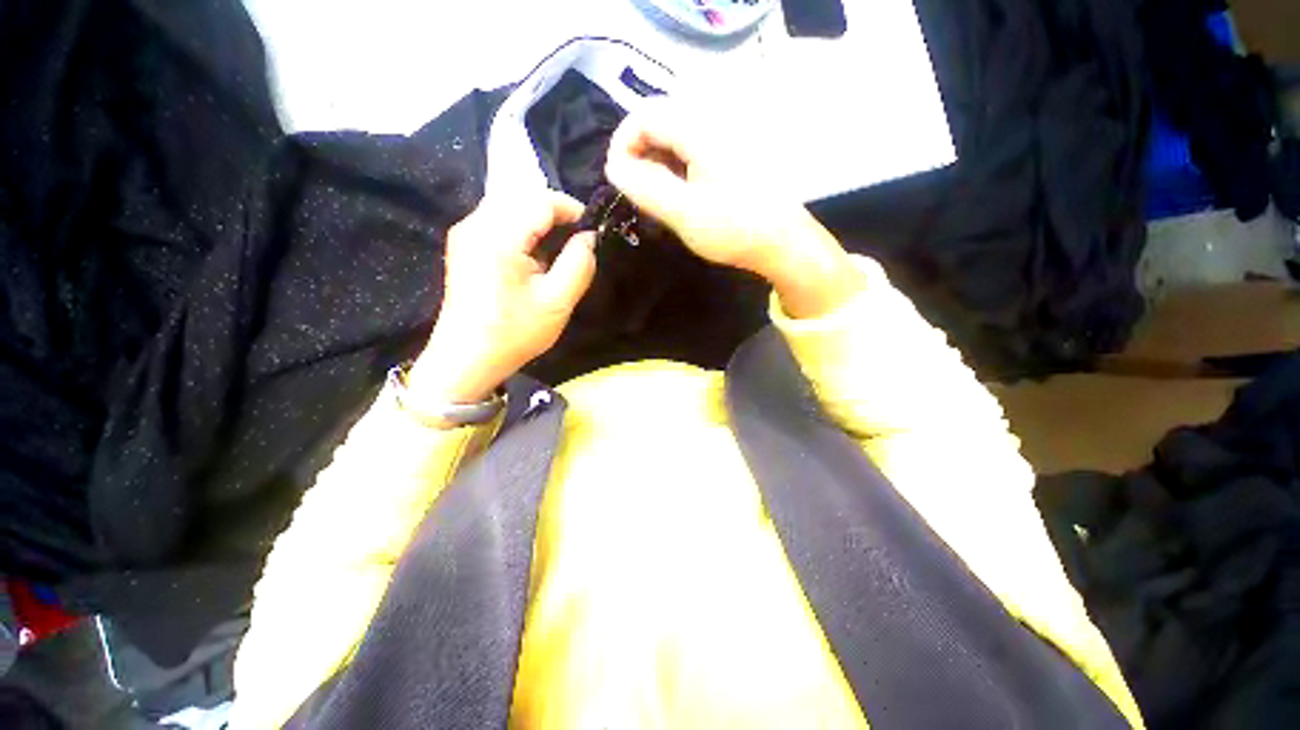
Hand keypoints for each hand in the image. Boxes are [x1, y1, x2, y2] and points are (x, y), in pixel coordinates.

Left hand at [406, 190, 595, 410]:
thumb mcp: (557, 302)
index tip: (592, 230)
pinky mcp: (464, 246)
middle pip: (523, 198)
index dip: (571, 209)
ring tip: (560, 249)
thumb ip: (579, 264)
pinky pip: (498, 221)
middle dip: (556, 214)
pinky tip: (534, 256)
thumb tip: (589, 238)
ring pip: (510, 207)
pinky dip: (523, 230)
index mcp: (498, 236)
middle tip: (578, 241)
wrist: (466, 360)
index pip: (540, 200)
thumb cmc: (513, 333)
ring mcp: (465, 233)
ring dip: (539, 221)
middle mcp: (476, 224)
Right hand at [604, 102, 864, 318]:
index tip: (618, 181)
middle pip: (657, 122)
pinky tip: (677, 197)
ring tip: (654, 201)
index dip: (622, 144)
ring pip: (673, 138)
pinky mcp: (728, 156)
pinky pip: (689, 151)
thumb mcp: (683, 212)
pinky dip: (673, 170)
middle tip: (636, 195)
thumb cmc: (734, 229)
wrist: (782, 243)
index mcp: (699, 128)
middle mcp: (711, 121)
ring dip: (655, 165)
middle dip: (638, 156)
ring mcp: (722, 138)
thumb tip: (613, 165)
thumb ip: (645, 186)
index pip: (642, 115)